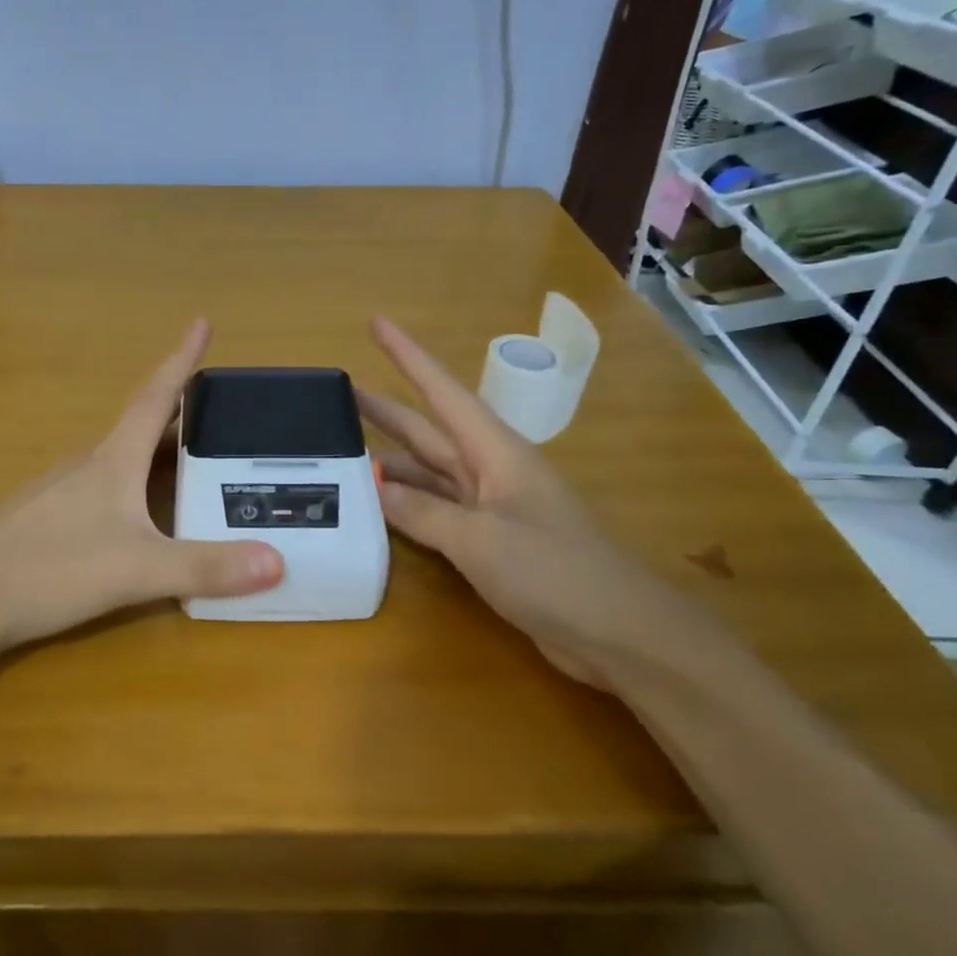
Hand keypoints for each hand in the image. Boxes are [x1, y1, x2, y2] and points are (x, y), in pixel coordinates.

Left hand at [0, 321, 284, 654]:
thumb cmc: (52, 570)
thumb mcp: (138, 570)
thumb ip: (205, 567)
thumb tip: (277, 562)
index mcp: (112, 460)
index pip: (155, 397)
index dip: (182, 360)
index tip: (202, 321)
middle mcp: (88, 464)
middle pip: (141, 426)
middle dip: (182, 413)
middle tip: (222, 412)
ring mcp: (62, 491)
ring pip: (120, 458)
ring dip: (156, 449)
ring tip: (193, 460)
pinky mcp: (48, 519)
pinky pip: (104, 487)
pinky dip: (134, 483)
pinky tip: (140, 512)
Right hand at [359, 316, 711, 688]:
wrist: (619, 632)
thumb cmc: (555, 571)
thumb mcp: (481, 539)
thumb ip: (423, 513)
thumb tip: (374, 489)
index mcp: (495, 452)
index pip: (442, 392)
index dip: (408, 356)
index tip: (376, 324)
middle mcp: (490, 471)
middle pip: (428, 431)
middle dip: (385, 410)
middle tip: (338, 395)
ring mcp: (490, 508)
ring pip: (429, 473)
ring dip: (390, 463)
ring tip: (341, 455)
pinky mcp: (490, 542)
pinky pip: (437, 512)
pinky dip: (407, 508)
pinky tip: (377, 510)